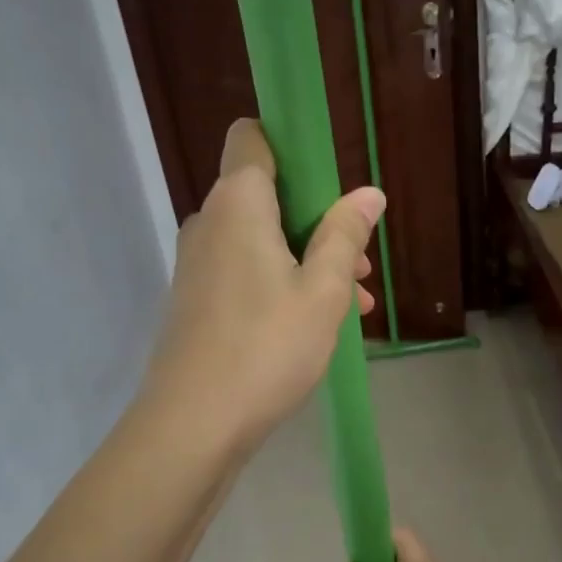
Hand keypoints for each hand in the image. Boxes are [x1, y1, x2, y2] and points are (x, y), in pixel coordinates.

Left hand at [145, 118, 384, 449]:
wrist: (193, 424)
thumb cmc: (267, 348)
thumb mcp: (323, 291)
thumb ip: (345, 236)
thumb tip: (368, 194)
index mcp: (238, 203)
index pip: (253, 137)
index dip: (292, 145)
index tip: (331, 182)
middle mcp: (210, 222)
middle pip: (266, 195)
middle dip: (317, 220)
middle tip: (359, 265)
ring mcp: (197, 264)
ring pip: (261, 241)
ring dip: (307, 260)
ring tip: (354, 304)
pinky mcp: (195, 300)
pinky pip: (244, 273)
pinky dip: (280, 284)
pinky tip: (316, 326)